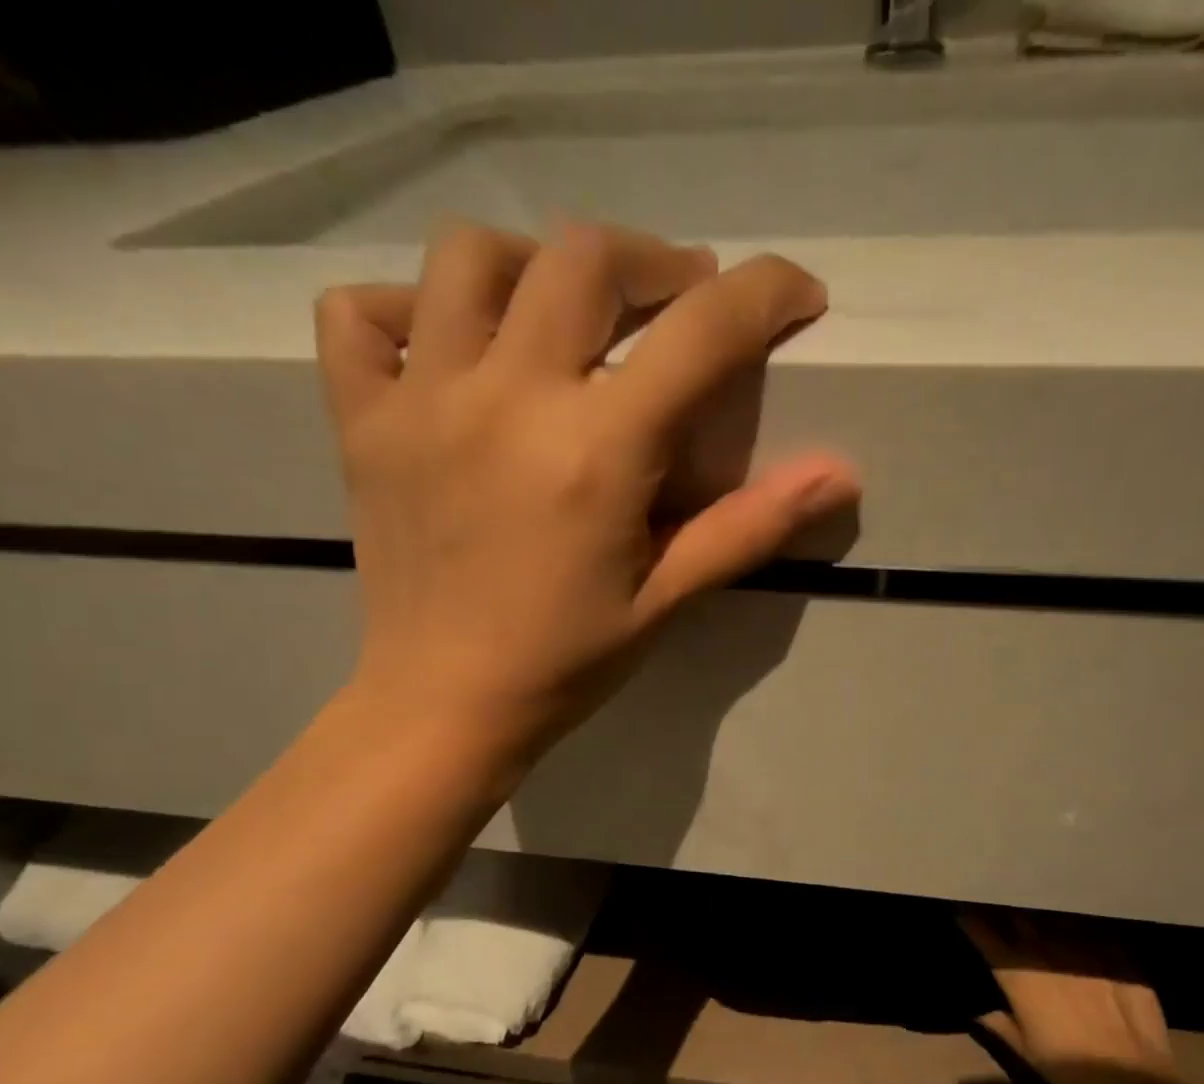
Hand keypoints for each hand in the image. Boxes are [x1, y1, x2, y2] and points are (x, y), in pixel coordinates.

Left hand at [312, 221, 859, 768]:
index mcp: (595, 451)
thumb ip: (750, 526)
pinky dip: (407, 308)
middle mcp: (507, 400)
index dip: (764, 294)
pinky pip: (361, 315)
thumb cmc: (565, 663)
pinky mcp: (362, 420)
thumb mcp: (667, 601)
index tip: (796, 294)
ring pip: (469, 257)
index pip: (699, 332)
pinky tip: (447, 346)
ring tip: (564, 310)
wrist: (444, 705)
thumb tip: (841, 474)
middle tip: (680, 299)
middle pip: (584, 257)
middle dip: (653, 262)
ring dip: (534, 263)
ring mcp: (421, 401)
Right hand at [960, 910, 1177, 1083]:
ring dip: (1044, 917)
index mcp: (1019, 976)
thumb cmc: (1069, 1068)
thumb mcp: (1026, 1051)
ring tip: (1041, 913)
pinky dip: (1082, 930)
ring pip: (1057, 920)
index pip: (986, 936)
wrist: (1132, 1079)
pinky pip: (1093, 932)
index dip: (971, 921)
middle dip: (1008, 912)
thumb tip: (980, 1013)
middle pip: (1020, 920)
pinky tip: (1084, 932)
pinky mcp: (1117, 955)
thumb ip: (1000, 1025)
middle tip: (1002, 909)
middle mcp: (1047, 954)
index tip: (962, 909)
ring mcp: (1084, 950)